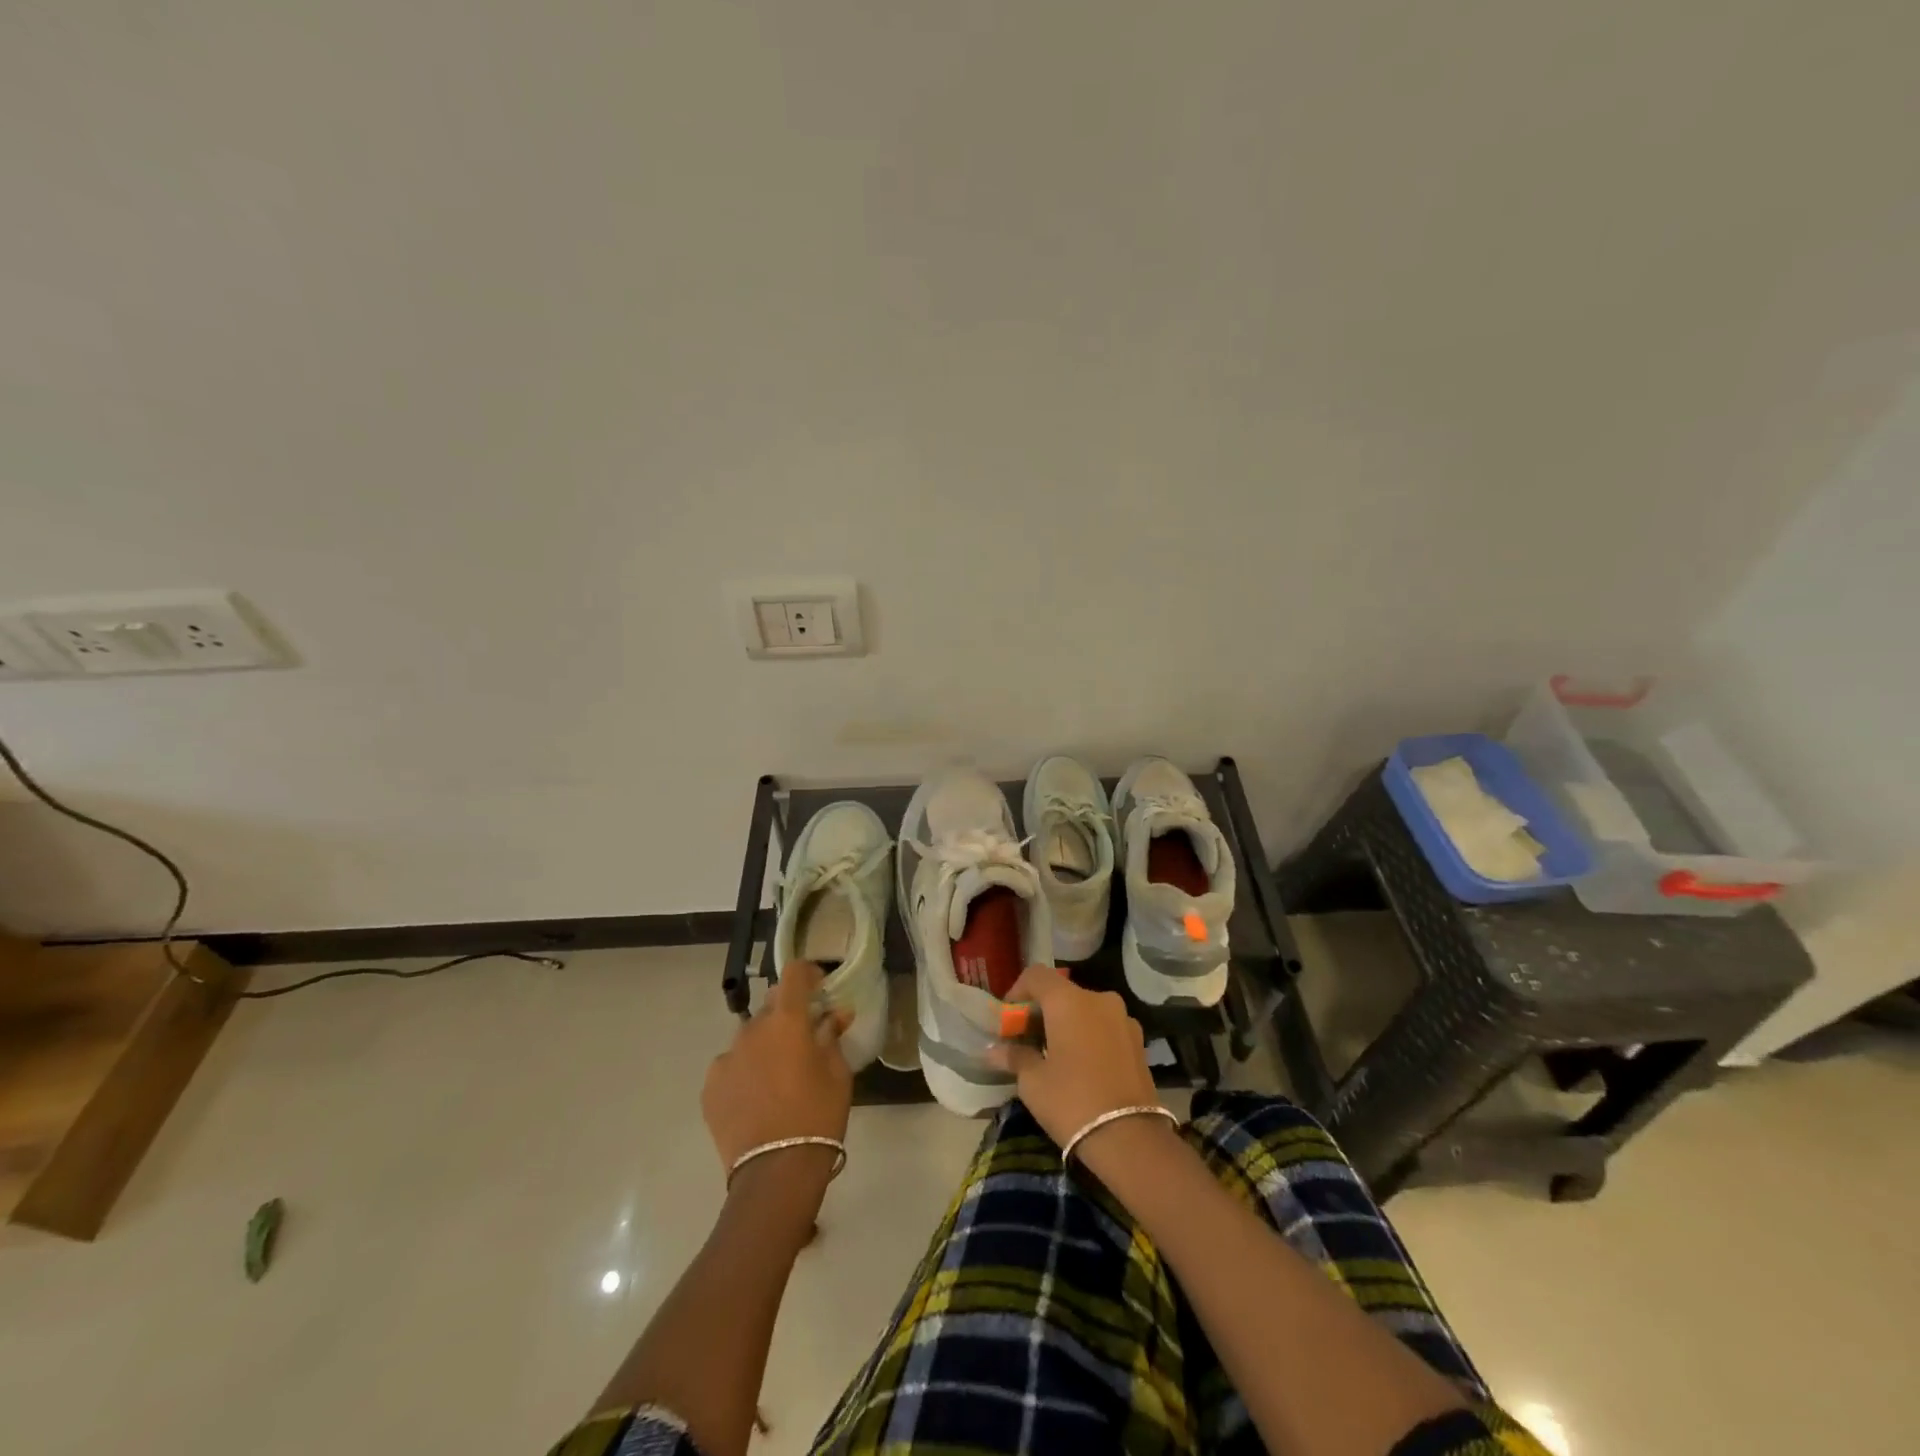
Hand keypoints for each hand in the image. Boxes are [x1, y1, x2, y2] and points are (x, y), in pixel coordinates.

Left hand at [703, 962, 851, 1180]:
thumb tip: (835, 1014)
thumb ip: (832, 1037)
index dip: (809, 973)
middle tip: (805, 1039)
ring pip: (750, 1037)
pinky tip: (757, 1097)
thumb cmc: (817, 1115)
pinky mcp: (710, 1087)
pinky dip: (745, 1071)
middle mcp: (752, 1029)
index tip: (820, 989)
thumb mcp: (837, 1074)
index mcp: (786, 1021)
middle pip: (772, 1005)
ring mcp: (726, 1058)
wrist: (775, 1172)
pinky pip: (731, 1066)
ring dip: (766, 1044)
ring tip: (779, 1076)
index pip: (794, 973)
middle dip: (789, 1013)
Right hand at [986, 967, 1164, 1152]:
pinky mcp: (1138, 1041)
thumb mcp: (1033, 1082)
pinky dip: (1088, 1035)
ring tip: (1053, 1055)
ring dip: (1066, 1023)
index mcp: (1069, 1001)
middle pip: (1062, 993)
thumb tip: (994, 1050)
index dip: (1017, 992)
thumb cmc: (1072, 1102)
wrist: (1130, 1140)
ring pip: (1085, 1010)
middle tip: (1025, 1040)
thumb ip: (1015, 1057)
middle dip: (1041, 1011)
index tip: (1007, 1020)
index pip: (1036, 976)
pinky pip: (1104, 1027)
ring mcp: (1123, 1019)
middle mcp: (1099, 999)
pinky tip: (1080, 1065)